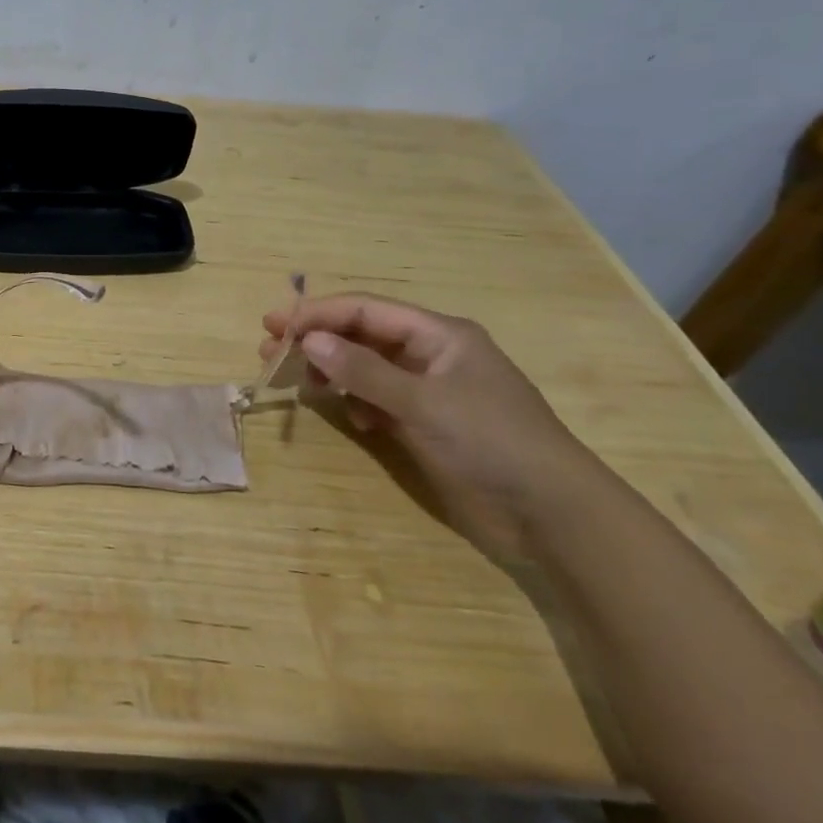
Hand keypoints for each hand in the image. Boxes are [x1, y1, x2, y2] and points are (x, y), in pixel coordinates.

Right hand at [260, 293, 609, 563]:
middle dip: (317, 340)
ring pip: (366, 367)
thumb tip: (308, 340)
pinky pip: (379, 398)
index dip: (317, 314)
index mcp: (439, 334)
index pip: (365, 309)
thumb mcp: (423, 403)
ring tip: (299, 383)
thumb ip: (363, 370)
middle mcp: (431, 354)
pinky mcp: (427, 422)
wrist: (552, 513)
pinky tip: (355, 419)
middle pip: (361, 334)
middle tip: (270, 352)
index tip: (273, 326)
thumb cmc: (491, 442)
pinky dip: (359, 403)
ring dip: (332, 371)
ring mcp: (429, 389)